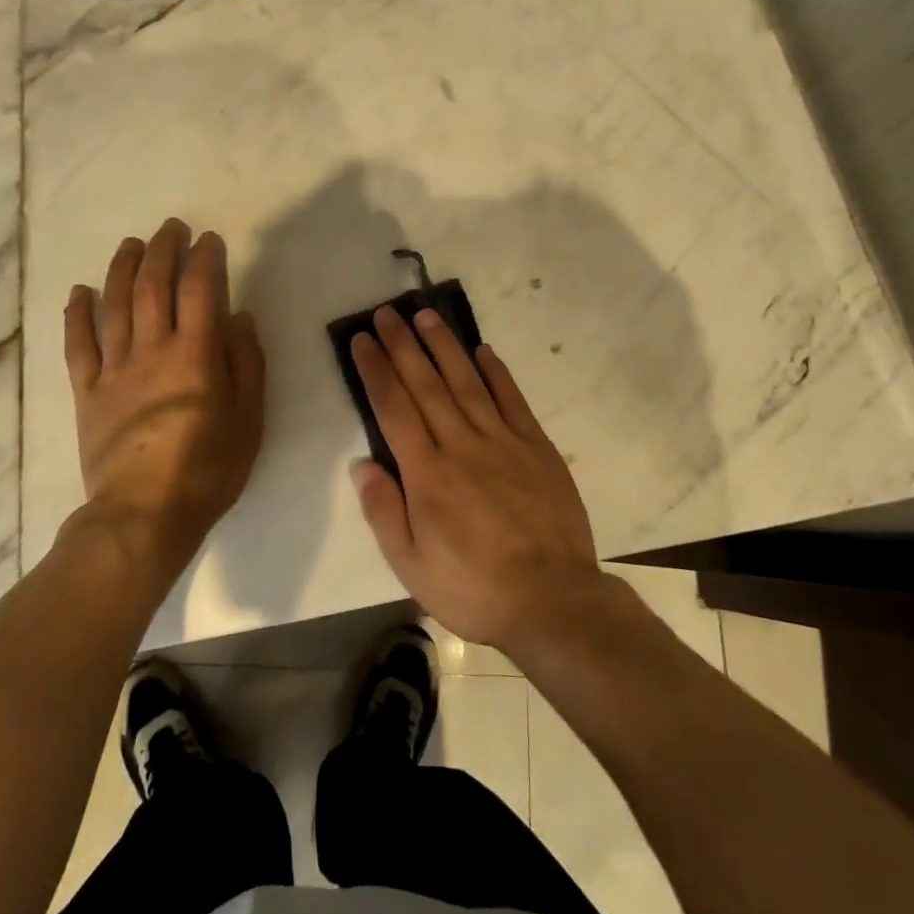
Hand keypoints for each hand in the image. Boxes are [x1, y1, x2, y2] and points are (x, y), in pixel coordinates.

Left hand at [63, 219, 264, 572]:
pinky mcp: (87, 393)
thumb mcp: (249, 418)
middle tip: (171, 228)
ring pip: (114, 306)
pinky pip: (78, 346)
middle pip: (153, 286)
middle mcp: (152, 350)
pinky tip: (80, 291)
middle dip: (163, 250)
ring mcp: (114, 370)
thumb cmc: (208, 468)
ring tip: (131, 245)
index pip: (199, 290)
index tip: (209, 240)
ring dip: (122, 269)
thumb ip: (246, 363)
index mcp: (195, 354)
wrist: (143, 516)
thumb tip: (239, 318)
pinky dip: (77, 315)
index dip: (204, 258)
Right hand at [349, 306, 602, 652]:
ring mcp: (502, 441)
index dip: (376, 370)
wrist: (552, 602)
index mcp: (427, 474)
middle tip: (388, 312)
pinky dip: (496, 372)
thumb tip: (361, 463)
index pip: (394, 408)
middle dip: (403, 345)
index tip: (363, 340)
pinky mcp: (536, 447)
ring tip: (426, 315)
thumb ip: (384, 512)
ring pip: (466, 381)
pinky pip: (512, 400)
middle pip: (426, 384)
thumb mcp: (412, 567)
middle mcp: (461, 445)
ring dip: (444, 346)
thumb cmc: (474, 588)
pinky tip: (483, 350)